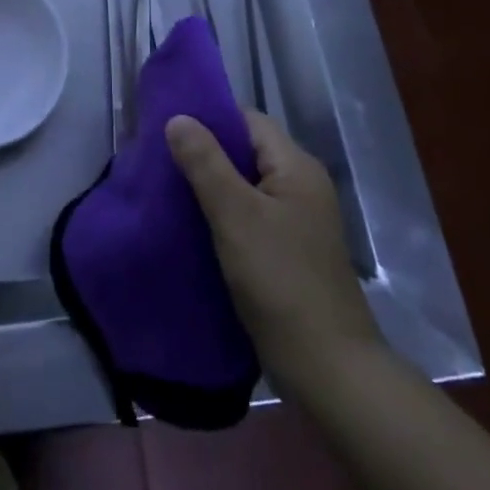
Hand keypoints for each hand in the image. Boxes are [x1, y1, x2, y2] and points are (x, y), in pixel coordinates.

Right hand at [167, 109, 381, 392]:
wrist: (329, 371)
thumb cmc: (281, 281)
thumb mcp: (236, 216)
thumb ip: (205, 162)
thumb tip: (178, 117)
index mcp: (296, 167)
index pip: (248, 120)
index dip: (209, 119)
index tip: (167, 126)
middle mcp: (301, 187)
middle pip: (246, 152)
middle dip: (204, 154)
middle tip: (160, 160)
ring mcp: (297, 222)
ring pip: (245, 187)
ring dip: (210, 187)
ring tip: (168, 190)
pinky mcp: (289, 253)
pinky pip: (249, 217)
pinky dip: (222, 216)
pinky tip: (192, 226)